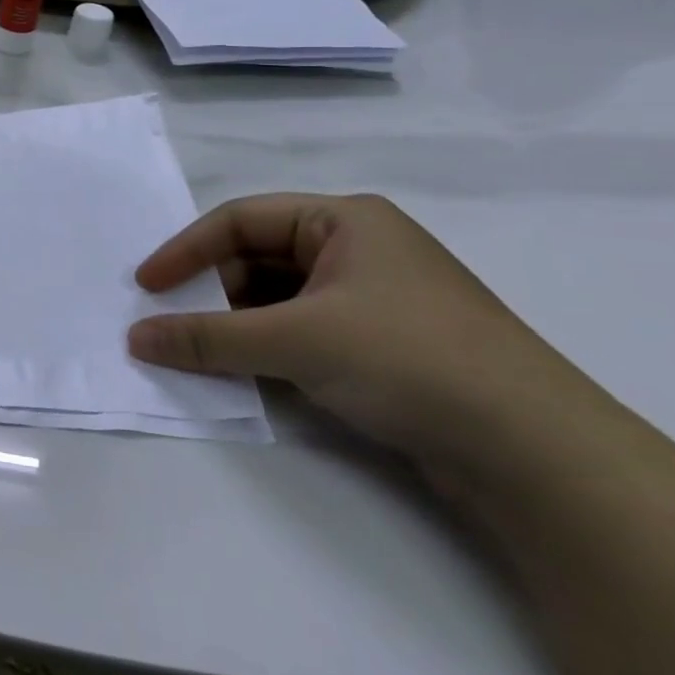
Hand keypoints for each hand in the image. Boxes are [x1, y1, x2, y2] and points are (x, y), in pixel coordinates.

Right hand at [128, 193, 602, 468]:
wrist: (539, 454)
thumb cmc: (408, 359)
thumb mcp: (295, 341)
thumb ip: (207, 338)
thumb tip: (135, 338)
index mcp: (344, 220)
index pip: (241, 220)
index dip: (186, 250)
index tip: (146, 286)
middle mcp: (359, 249)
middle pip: (259, 258)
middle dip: (211, 290)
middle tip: (169, 323)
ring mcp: (375, 299)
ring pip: (280, 298)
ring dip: (236, 323)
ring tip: (200, 352)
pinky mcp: (385, 345)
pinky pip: (304, 331)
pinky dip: (268, 347)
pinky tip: (247, 373)